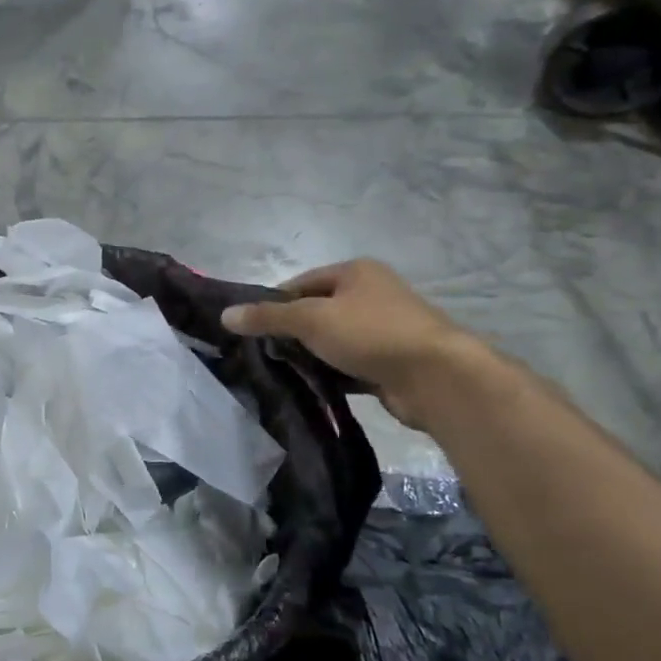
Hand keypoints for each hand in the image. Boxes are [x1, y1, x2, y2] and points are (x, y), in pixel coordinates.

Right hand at [221, 260, 474, 427]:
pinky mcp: (390, 362)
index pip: (301, 283)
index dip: (274, 303)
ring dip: (312, 356)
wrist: (436, 377)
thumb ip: (267, 317)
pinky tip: (312, 389)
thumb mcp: (310, 319)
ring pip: (333, 341)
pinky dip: (332, 375)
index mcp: (355, 272)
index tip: (252, 329)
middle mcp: (371, 295)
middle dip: (292, 333)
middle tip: (264, 354)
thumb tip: (225, 315)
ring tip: (282, 374)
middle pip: (317, 311)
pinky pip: (350, 366)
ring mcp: (384, 330)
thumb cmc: (370, 334)